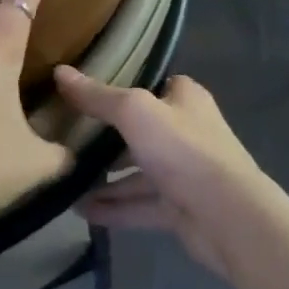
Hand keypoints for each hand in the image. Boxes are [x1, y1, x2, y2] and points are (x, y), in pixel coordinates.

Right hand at [55, 69, 270, 277]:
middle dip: (106, 136)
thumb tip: (59, 72)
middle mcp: (186, 131)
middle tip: (66, 137)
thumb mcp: (135, 112)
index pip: (151, 84)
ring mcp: (183, 172)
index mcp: (184, 98)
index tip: (84, 92)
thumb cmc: (183, 149)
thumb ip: (98, 96)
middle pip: (140, 129)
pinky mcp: (179, 208)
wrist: (229, 217)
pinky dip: (114, 207)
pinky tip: (81, 210)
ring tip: (66, 178)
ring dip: (106, 176)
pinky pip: (139, 204)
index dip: (121, 86)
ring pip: (137, 170)